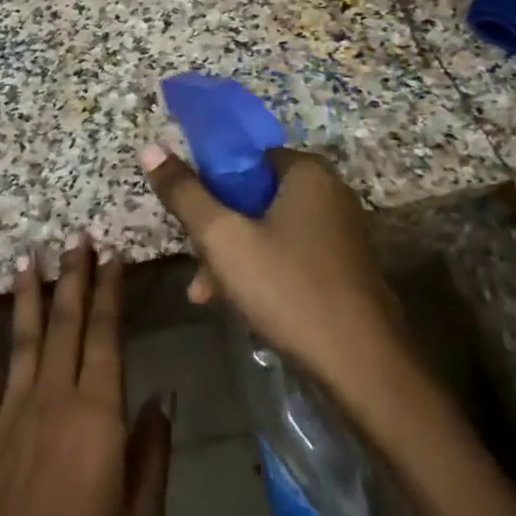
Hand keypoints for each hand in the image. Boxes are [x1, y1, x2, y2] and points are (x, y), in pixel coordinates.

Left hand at [0, 240, 172, 515]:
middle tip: (75, 235)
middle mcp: (53, 399)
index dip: (110, 291)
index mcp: (98, 416)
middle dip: (73, 276)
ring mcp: (12, 412)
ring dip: (27, 291)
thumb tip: (161, 392)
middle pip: (65, 323)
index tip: (111, 254)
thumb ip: (153, 450)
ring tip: (30, 252)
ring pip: (22, 336)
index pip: (107, 336)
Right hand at [138, 144, 415, 419]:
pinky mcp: (344, 267)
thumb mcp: (222, 238)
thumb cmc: (288, 289)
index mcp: (306, 172)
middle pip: (253, 195)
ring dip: (234, 255)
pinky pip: (289, 253)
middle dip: (218, 228)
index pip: (244, 156)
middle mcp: (329, 193)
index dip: (209, 181)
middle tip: (197, 262)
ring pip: (268, 228)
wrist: (364, 368)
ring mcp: (340, 232)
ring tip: (207, 293)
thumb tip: (150, 147)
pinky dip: (261, 270)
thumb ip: (184, 193)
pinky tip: (239, 304)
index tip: (189, 215)